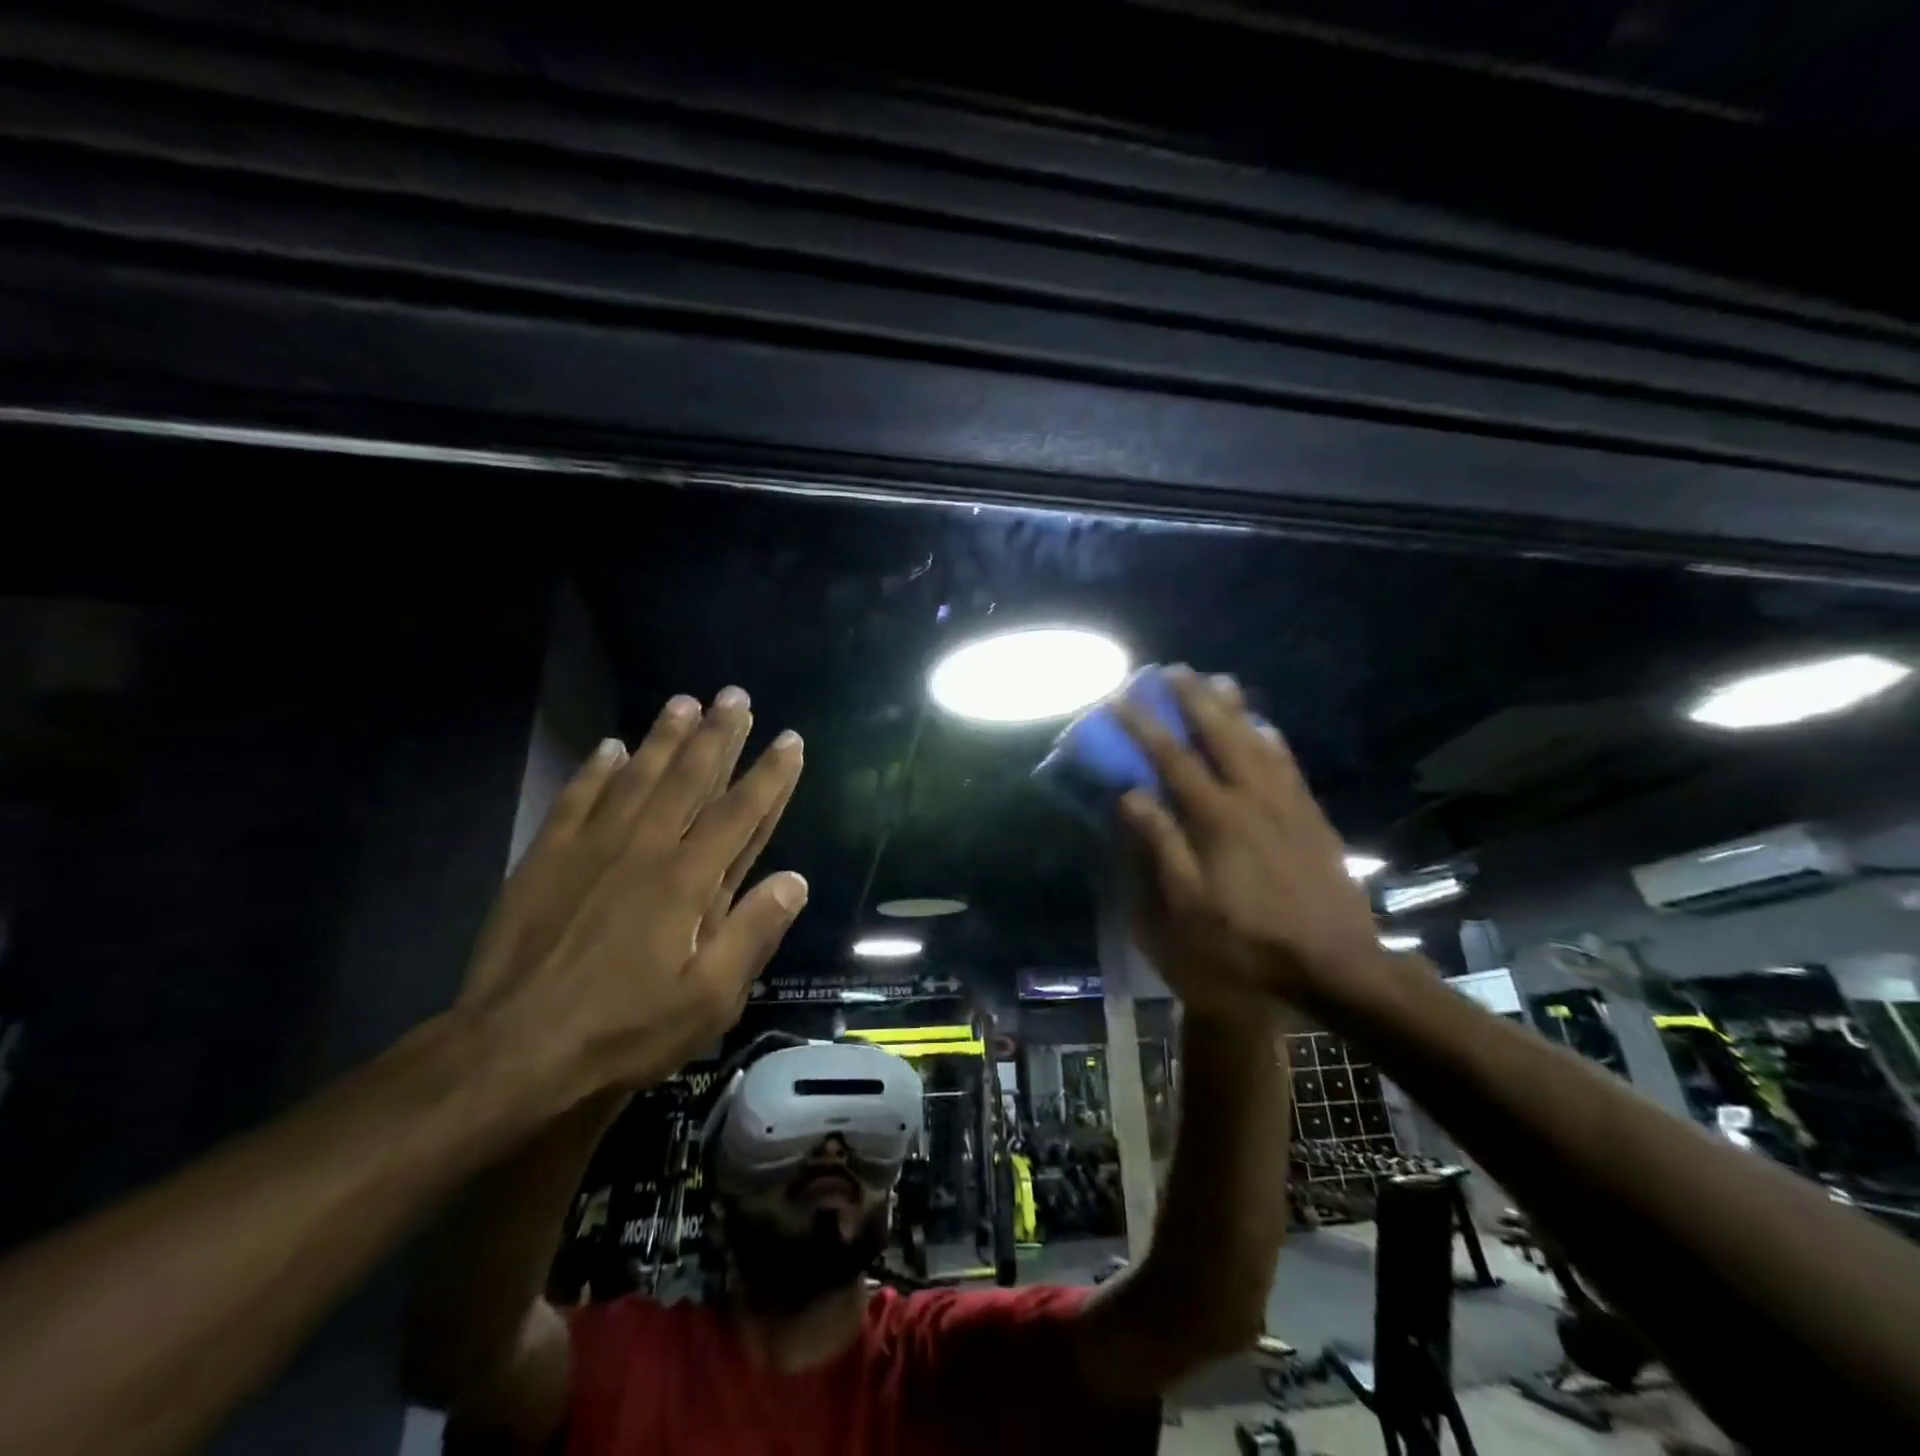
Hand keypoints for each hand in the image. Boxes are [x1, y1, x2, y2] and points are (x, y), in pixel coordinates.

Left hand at [459, 687, 806, 1103]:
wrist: (511, 1051)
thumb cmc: (622, 1031)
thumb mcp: (708, 1001)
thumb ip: (752, 934)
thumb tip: (795, 880)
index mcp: (688, 882)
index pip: (740, 813)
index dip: (770, 775)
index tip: (790, 739)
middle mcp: (645, 849)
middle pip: (689, 779)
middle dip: (718, 735)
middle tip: (736, 696)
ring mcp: (591, 849)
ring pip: (637, 777)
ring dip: (664, 737)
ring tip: (685, 701)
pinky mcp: (546, 859)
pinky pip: (577, 800)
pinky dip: (596, 771)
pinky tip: (610, 747)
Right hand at [1115, 669, 1379, 1011]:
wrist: (1336, 964)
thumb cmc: (1249, 939)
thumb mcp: (1188, 905)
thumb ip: (1160, 845)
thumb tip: (1130, 795)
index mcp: (1217, 818)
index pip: (1173, 759)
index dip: (1144, 727)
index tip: (1121, 700)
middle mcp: (1253, 797)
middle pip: (1220, 735)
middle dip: (1194, 699)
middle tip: (1174, 670)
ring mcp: (1287, 803)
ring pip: (1257, 740)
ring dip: (1234, 708)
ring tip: (1218, 681)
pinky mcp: (1311, 816)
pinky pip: (1288, 762)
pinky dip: (1271, 736)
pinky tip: (1264, 727)